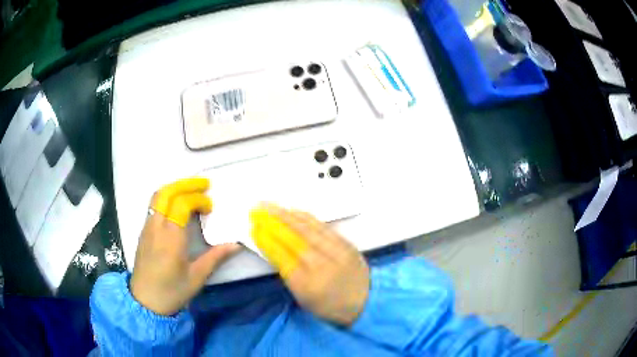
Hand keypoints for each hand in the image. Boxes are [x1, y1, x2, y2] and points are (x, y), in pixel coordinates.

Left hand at [130, 178, 239, 315]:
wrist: (145, 301)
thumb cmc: (172, 291)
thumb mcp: (196, 277)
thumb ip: (215, 257)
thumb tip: (236, 244)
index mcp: (170, 238)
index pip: (182, 204)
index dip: (198, 199)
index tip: (210, 207)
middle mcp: (156, 227)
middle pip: (166, 192)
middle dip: (185, 184)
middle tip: (204, 184)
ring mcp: (147, 227)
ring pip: (157, 196)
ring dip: (175, 188)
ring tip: (191, 190)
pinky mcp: (144, 231)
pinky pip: (154, 205)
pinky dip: (167, 197)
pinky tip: (177, 205)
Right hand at [250, 204, 369, 325]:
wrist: (364, 302)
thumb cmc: (329, 306)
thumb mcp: (302, 297)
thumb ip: (288, 272)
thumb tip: (272, 247)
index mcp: (307, 284)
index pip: (281, 256)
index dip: (265, 240)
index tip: (254, 227)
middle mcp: (322, 266)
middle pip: (293, 238)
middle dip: (273, 221)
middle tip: (258, 208)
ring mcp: (337, 253)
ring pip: (308, 228)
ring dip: (287, 214)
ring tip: (272, 205)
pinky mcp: (346, 245)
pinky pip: (323, 227)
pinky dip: (307, 217)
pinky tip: (295, 211)